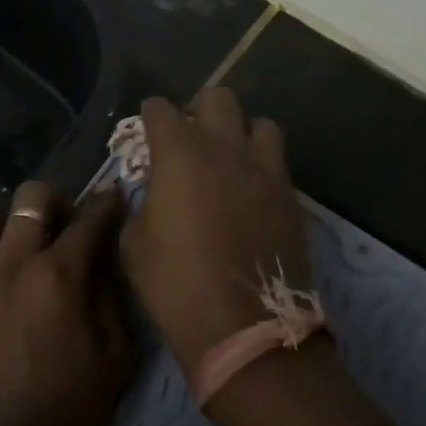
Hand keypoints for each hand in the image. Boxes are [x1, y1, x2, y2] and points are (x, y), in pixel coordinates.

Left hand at [0, 181, 132, 425]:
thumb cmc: (63, 412)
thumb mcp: (113, 362)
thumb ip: (112, 301)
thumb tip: (106, 260)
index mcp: (60, 277)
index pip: (90, 219)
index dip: (107, 203)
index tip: (112, 197)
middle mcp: (13, 262)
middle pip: (31, 196)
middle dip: (53, 200)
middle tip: (60, 224)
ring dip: (2, 222)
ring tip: (12, 247)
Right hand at [120, 89, 310, 379]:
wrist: (244, 327)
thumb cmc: (176, 286)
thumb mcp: (134, 245)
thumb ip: (141, 204)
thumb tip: (153, 192)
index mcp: (179, 155)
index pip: (161, 110)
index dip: (151, 116)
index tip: (148, 127)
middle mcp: (225, 149)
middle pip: (217, 98)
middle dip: (199, 110)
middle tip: (190, 138)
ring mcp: (265, 169)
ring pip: (259, 124)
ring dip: (240, 134)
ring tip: (229, 160)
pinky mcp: (291, 195)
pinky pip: (277, 161)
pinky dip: (261, 165)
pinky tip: (250, 191)